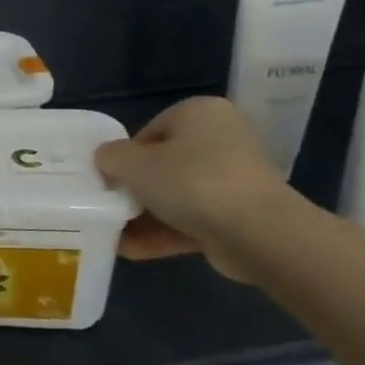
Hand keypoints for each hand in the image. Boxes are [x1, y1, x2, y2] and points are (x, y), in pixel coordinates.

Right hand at [93, 96, 297, 281]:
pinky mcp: (237, 216)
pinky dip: (163, 233)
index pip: (149, 132)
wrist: (259, 233)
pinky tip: (130, 251)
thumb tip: (105, 159)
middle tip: (107, 208)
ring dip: (143, 217)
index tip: (107, 182)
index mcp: (199, 113)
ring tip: (111, 235)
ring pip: (175, 196)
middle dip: (133, 191)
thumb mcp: (134, 164)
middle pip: (162, 165)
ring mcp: (232, 180)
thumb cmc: (192, 182)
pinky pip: (191, 220)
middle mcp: (220, 140)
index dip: (123, 158)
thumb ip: (111, 157)